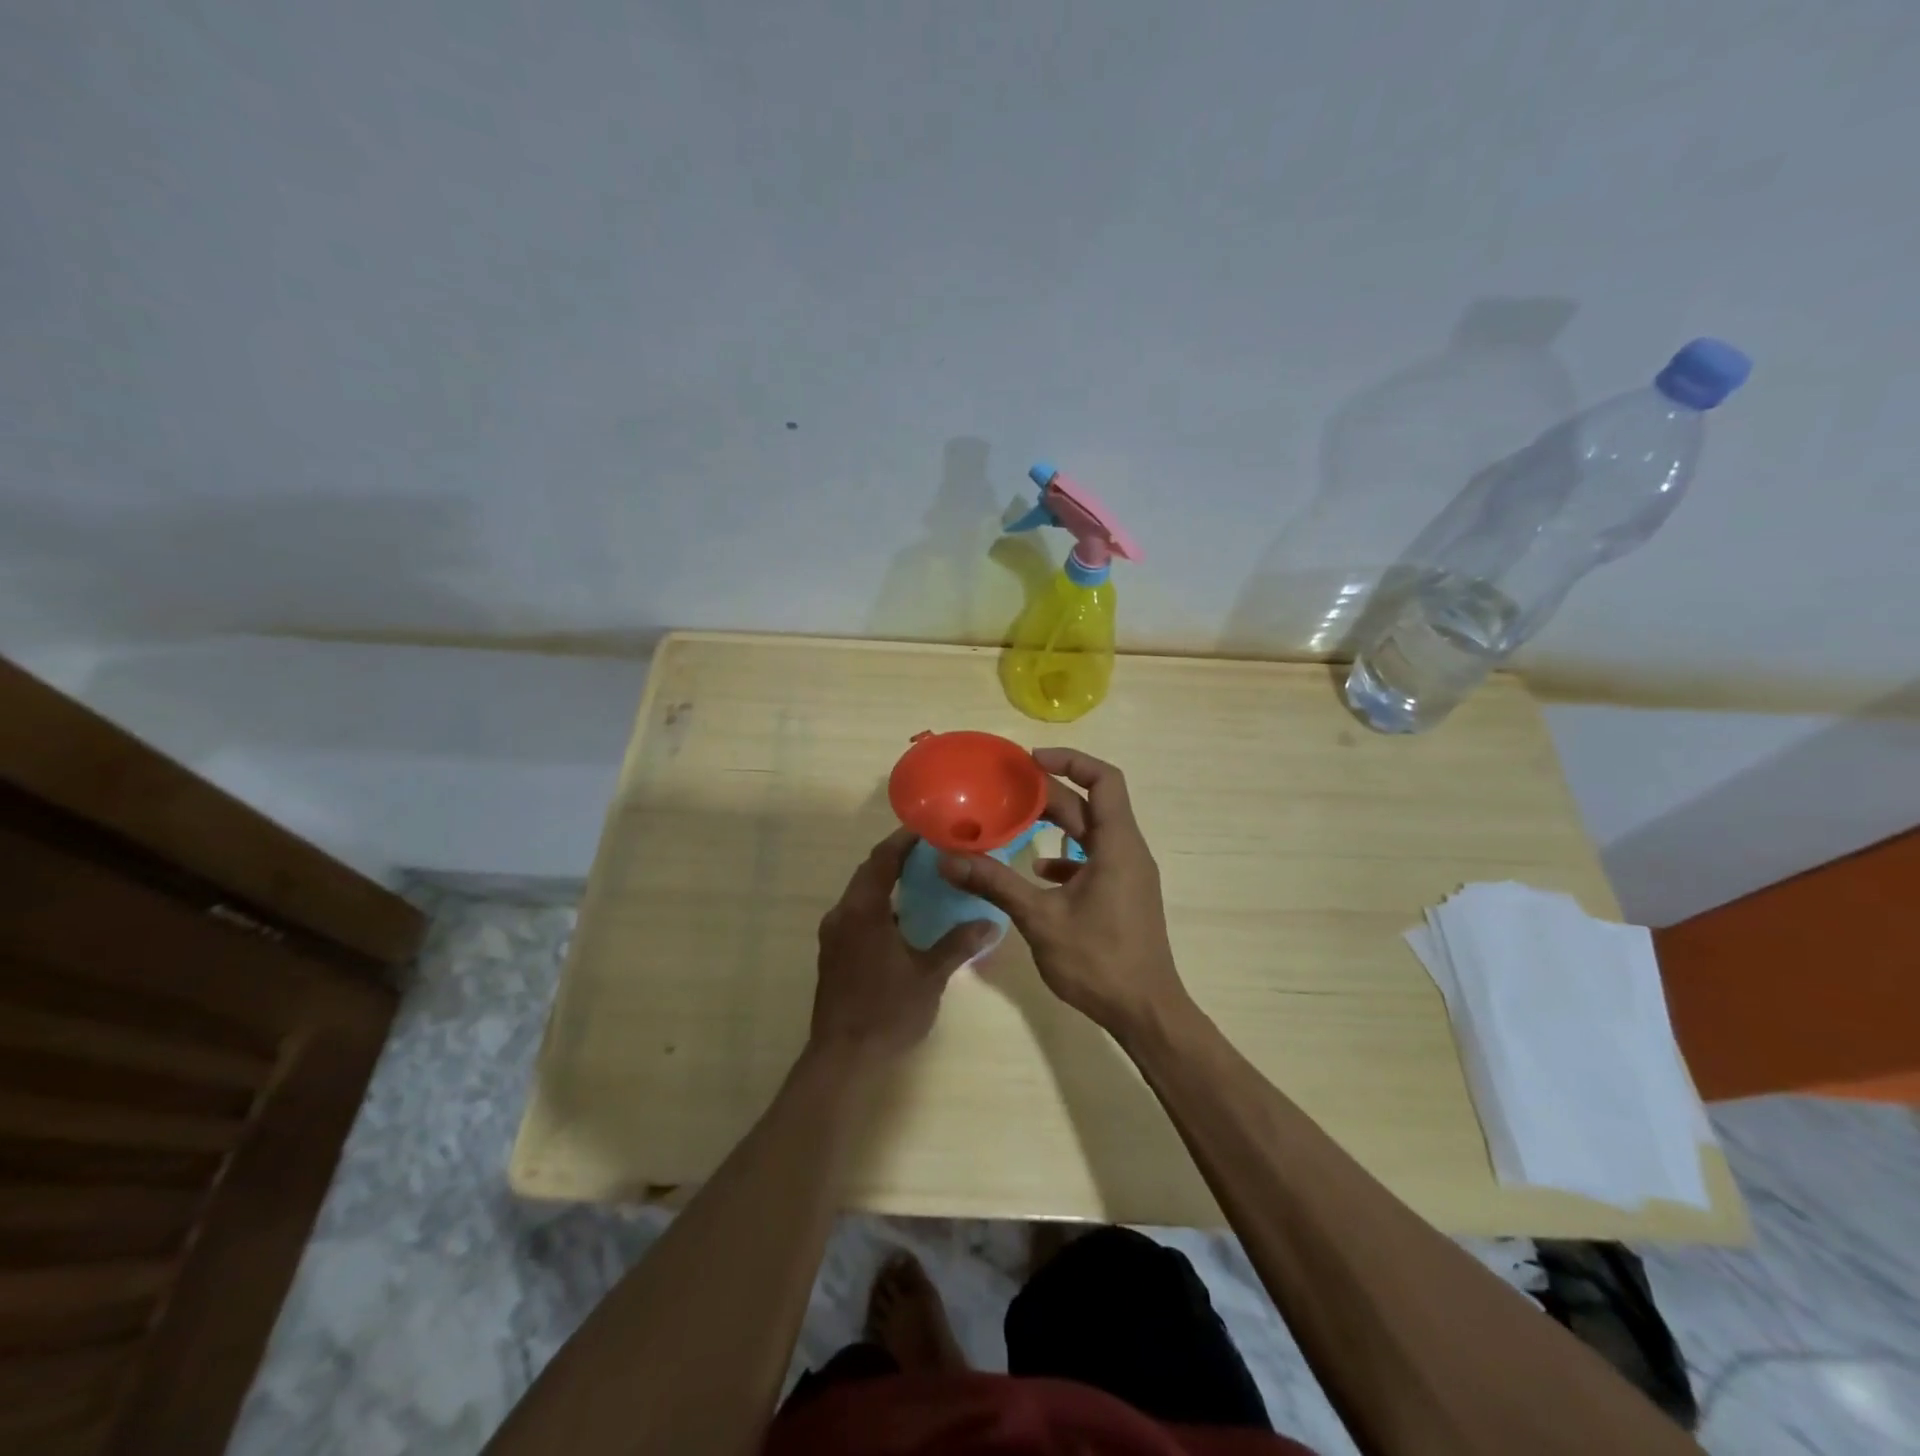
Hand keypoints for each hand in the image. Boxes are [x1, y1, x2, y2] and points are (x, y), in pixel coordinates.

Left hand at [810, 828, 993, 1064]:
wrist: (843, 1058)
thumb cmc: (887, 1011)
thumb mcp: (929, 976)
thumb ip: (958, 944)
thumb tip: (991, 923)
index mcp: (863, 911)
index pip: (882, 859)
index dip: (903, 840)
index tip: (928, 828)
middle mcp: (842, 914)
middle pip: (868, 872)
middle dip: (896, 857)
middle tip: (931, 850)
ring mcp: (834, 935)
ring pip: (860, 894)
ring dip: (887, 882)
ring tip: (922, 879)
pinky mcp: (833, 953)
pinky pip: (857, 914)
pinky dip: (879, 905)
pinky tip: (904, 918)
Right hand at [937, 749, 1189, 1041]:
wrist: (1145, 1012)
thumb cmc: (1098, 961)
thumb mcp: (1040, 919)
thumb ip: (995, 883)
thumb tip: (948, 859)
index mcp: (1117, 845)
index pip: (1104, 779)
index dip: (1070, 761)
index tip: (1030, 761)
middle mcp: (1127, 851)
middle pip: (1091, 805)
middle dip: (1050, 794)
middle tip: (1007, 792)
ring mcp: (1128, 874)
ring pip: (1091, 833)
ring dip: (1057, 824)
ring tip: (1014, 822)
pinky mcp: (1122, 895)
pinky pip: (1094, 860)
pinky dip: (1066, 857)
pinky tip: (1037, 873)